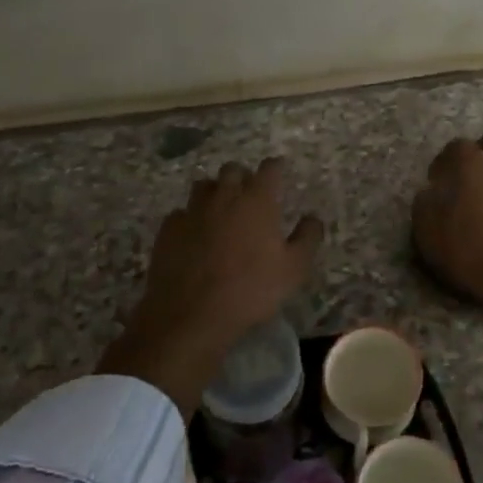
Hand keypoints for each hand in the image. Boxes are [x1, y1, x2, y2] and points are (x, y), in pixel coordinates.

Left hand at [98, 158, 323, 414]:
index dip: (275, 167)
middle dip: (243, 176)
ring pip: (204, 186)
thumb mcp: (294, 269)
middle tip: (250, 194)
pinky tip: (194, 234)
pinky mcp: (168, 229)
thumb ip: (307, 238)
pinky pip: (181, 212)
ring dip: (215, 192)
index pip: (269, 168)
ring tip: (221, 210)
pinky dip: (190, 217)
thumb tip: (313, 218)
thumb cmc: (250, 290)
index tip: (279, 171)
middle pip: (233, 170)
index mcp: (257, 200)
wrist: (191, 315)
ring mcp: (192, 210)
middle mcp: (224, 196)